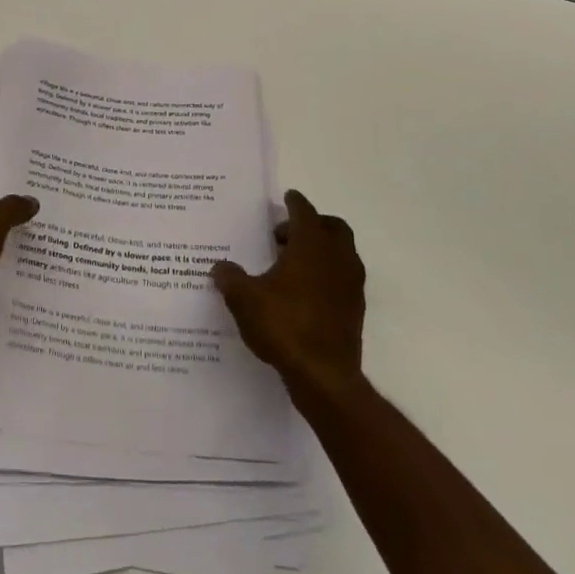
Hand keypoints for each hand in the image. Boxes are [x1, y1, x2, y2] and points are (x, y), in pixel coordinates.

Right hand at [211, 189, 364, 398]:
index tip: (287, 197)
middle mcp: (336, 258)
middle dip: (312, 224)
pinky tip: (304, 292)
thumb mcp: (245, 299)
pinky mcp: (355, 309)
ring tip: (292, 263)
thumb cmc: (284, 325)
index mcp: (311, 245)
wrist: (325, 377)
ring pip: (341, 252)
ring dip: (322, 249)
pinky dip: (327, 274)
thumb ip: (230, 278)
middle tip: (285, 234)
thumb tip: (220, 267)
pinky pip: (343, 278)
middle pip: (332, 227)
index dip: (295, 203)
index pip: (305, 212)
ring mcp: (350, 284)